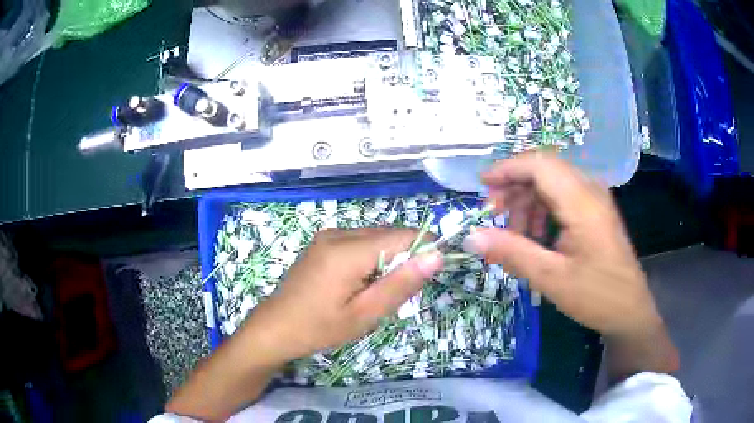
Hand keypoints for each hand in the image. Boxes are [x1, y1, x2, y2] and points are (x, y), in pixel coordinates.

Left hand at [244, 228, 443, 361]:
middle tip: (396, 294)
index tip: (432, 273)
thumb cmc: (320, 327)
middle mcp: (338, 233)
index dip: (424, 248)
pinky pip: (358, 242)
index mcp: (348, 250)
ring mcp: (327, 236)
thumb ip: (401, 284)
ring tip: (374, 292)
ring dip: (386, 260)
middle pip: (388, 235)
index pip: (402, 235)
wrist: (276, 327)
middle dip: (403, 258)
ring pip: (375, 238)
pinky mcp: (323, 242)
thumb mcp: (365, 314)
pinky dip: (370, 258)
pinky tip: (359, 284)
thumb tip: (436, 255)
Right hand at [464, 153, 660, 337]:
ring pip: (552, 183)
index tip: (482, 186)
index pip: (539, 164)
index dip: (507, 169)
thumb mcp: (551, 278)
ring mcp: (595, 200)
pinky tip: (537, 238)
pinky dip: (542, 211)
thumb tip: (471, 236)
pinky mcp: (596, 211)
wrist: (630, 310)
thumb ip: (512, 252)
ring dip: (528, 202)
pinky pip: (563, 197)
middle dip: (514, 188)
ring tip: (516, 235)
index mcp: (582, 201)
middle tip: (495, 217)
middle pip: (544, 170)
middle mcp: (590, 190)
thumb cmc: (596, 296)